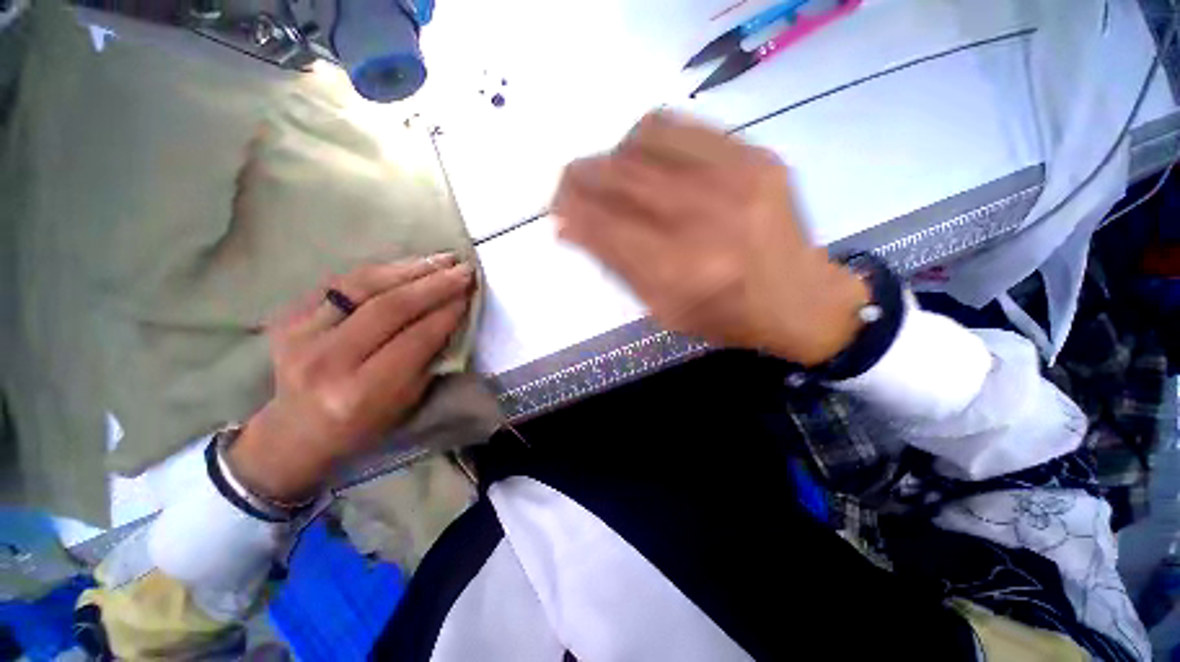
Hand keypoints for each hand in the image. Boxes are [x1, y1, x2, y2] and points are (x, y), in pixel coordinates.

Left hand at [228, 256, 474, 501]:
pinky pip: (340, 282)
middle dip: (434, 285)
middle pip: (389, 308)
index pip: (415, 339)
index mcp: (361, 392)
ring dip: (410, 268)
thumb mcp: (407, 401)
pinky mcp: (287, 317)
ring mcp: (300, 335)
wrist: (297, 429)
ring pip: (363, 286)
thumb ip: (429, 358)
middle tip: (463, 269)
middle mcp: (327, 361)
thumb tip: (451, 313)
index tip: (470, 294)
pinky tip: (407, 264)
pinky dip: (380, 270)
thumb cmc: (364, 423)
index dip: (446, 313)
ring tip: (441, 259)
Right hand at [553, 111, 868, 365]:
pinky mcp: (754, 156)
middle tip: (567, 186)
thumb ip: (616, 266)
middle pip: (619, 177)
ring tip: (609, 176)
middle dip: (579, 177)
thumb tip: (571, 227)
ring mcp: (735, 178)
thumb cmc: (724, 316)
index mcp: (680, 271)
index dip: (571, 213)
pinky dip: (647, 139)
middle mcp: (704, 218)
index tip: (556, 211)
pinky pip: (680, 127)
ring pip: (643, 140)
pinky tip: (645, 160)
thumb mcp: (662, 310)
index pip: (604, 226)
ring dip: (611, 156)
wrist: (798, 299)